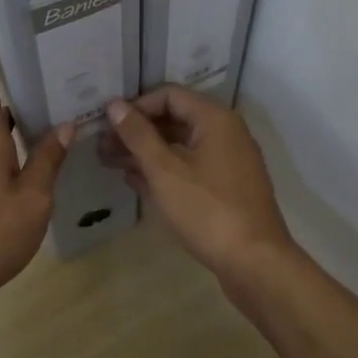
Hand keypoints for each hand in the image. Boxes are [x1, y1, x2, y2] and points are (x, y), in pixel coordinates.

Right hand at [101, 85, 300, 283]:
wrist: (255, 262)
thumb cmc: (207, 209)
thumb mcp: (164, 170)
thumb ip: (138, 135)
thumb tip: (115, 104)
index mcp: (214, 119)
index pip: (168, 95)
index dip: (136, 106)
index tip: (107, 124)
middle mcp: (225, 133)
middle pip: (174, 120)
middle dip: (137, 132)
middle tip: (102, 147)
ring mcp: (228, 162)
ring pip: (180, 146)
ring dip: (146, 153)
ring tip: (110, 163)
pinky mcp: (226, 188)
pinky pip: (190, 168)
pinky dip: (164, 171)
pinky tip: (135, 182)